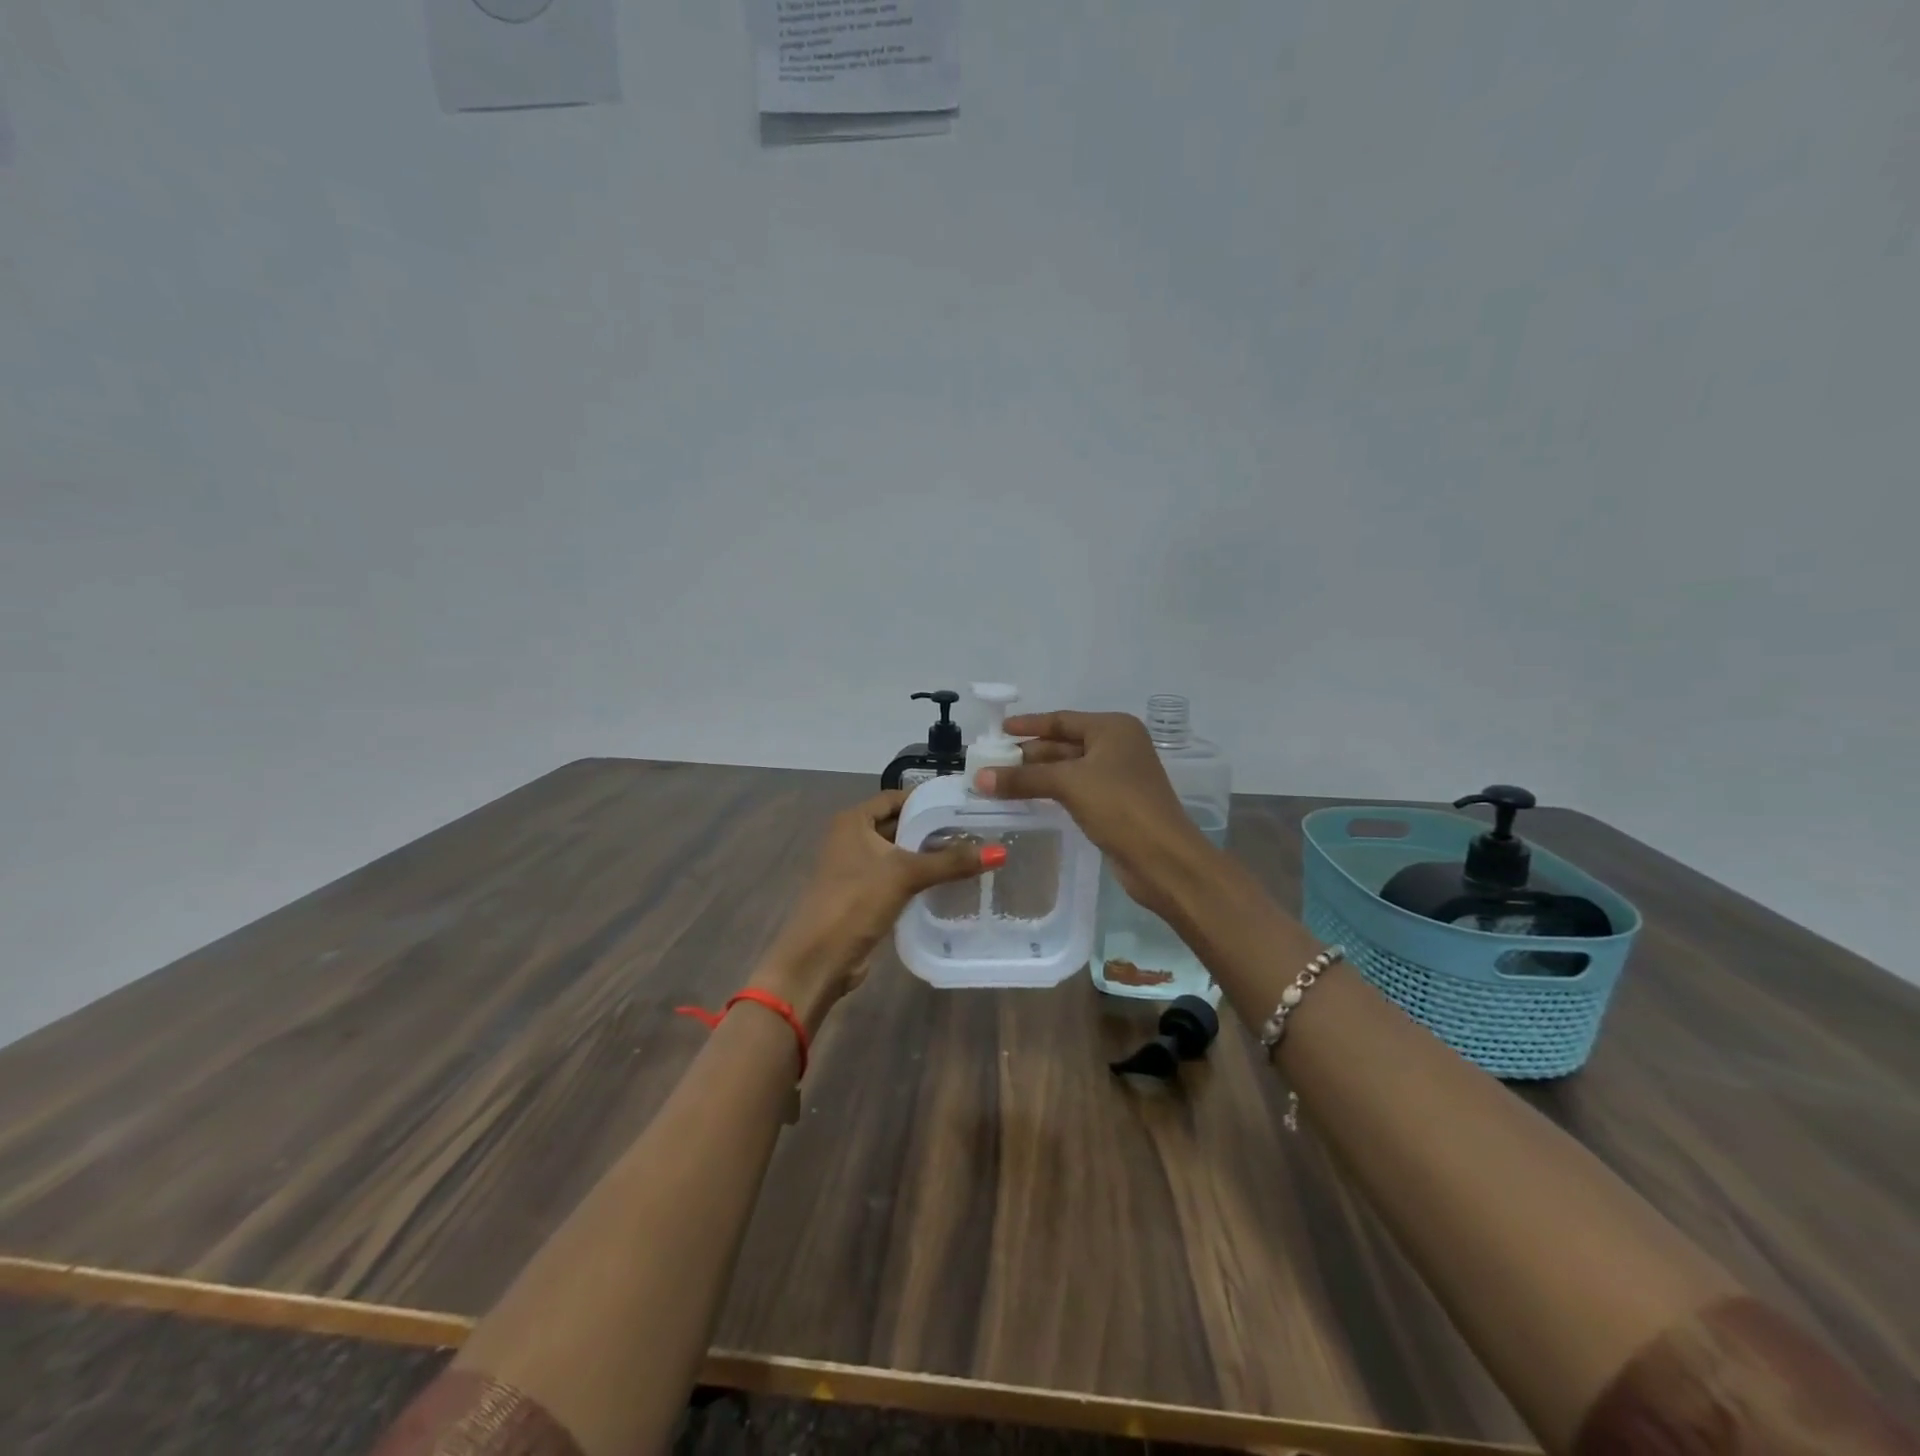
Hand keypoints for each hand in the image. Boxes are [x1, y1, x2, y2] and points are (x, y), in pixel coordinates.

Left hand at [751, 789, 995, 1033]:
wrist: (819, 959)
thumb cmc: (856, 902)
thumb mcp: (905, 875)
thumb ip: (951, 862)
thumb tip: (1000, 852)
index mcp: (853, 821)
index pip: (896, 798)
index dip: (928, 799)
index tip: (964, 804)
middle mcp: (852, 838)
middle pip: (899, 824)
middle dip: (933, 829)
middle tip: (975, 830)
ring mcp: (856, 868)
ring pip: (899, 853)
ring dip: (928, 855)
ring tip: (970, 853)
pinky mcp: (864, 895)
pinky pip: (897, 877)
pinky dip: (919, 877)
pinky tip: (949, 882)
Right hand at [974, 711, 1212, 919]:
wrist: (1162, 858)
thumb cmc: (1119, 806)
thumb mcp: (1068, 784)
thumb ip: (1023, 778)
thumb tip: (979, 778)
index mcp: (1113, 729)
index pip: (1062, 720)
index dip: (1029, 725)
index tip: (999, 731)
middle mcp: (1118, 746)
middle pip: (1064, 744)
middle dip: (1029, 754)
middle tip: (992, 762)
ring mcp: (1118, 777)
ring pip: (1068, 769)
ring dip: (1037, 775)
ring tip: (1000, 781)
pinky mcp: (1115, 805)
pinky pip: (1075, 790)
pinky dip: (1051, 791)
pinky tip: (1027, 799)